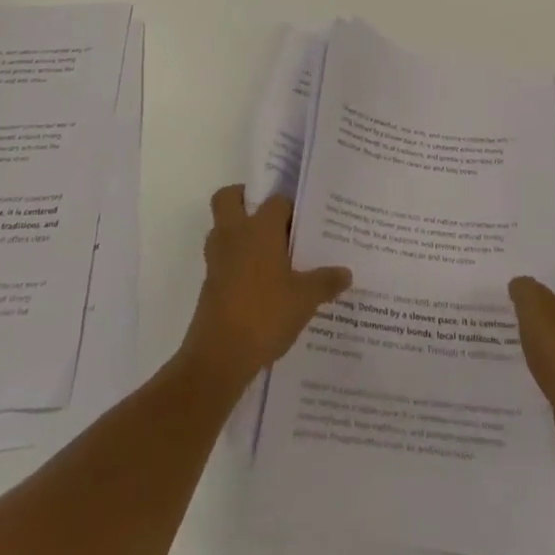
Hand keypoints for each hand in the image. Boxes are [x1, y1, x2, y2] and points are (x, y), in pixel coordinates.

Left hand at [180, 185, 351, 390]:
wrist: (219, 357)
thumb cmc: (265, 314)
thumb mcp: (305, 299)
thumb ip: (326, 281)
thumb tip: (346, 272)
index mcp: (260, 228)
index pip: (277, 201)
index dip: (291, 208)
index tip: (305, 224)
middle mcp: (235, 234)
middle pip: (229, 198)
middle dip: (244, 199)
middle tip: (269, 219)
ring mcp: (217, 259)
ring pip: (221, 228)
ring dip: (237, 232)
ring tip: (266, 252)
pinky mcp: (208, 284)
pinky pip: (221, 259)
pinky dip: (234, 263)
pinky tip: (258, 285)